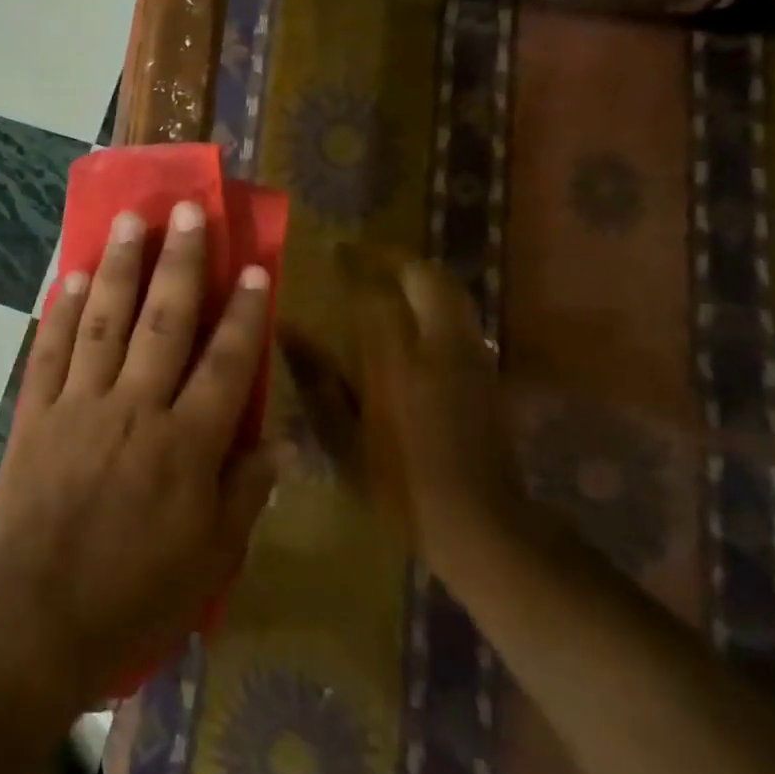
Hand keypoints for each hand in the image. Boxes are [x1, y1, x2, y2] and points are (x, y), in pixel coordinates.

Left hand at [0, 200, 287, 707]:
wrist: (38, 616)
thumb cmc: (135, 596)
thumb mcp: (211, 559)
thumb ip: (245, 493)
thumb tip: (278, 441)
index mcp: (186, 444)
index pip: (225, 363)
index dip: (245, 313)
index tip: (256, 267)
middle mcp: (134, 407)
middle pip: (163, 321)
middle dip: (180, 262)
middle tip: (188, 211)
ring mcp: (79, 404)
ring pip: (103, 321)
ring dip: (118, 267)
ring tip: (129, 220)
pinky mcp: (36, 414)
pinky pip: (49, 351)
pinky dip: (58, 312)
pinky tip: (68, 277)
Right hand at [340, 246, 526, 569]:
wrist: (481, 524)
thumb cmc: (398, 485)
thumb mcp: (341, 438)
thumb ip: (315, 378)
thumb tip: (286, 329)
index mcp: (396, 361)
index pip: (375, 292)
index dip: (355, 264)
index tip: (335, 249)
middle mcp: (438, 347)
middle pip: (426, 278)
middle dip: (396, 259)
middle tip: (366, 259)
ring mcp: (471, 357)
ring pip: (452, 292)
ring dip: (421, 276)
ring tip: (391, 279)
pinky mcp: (488, 372)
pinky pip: (462, 317)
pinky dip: (438, 302)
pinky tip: (418, 319)